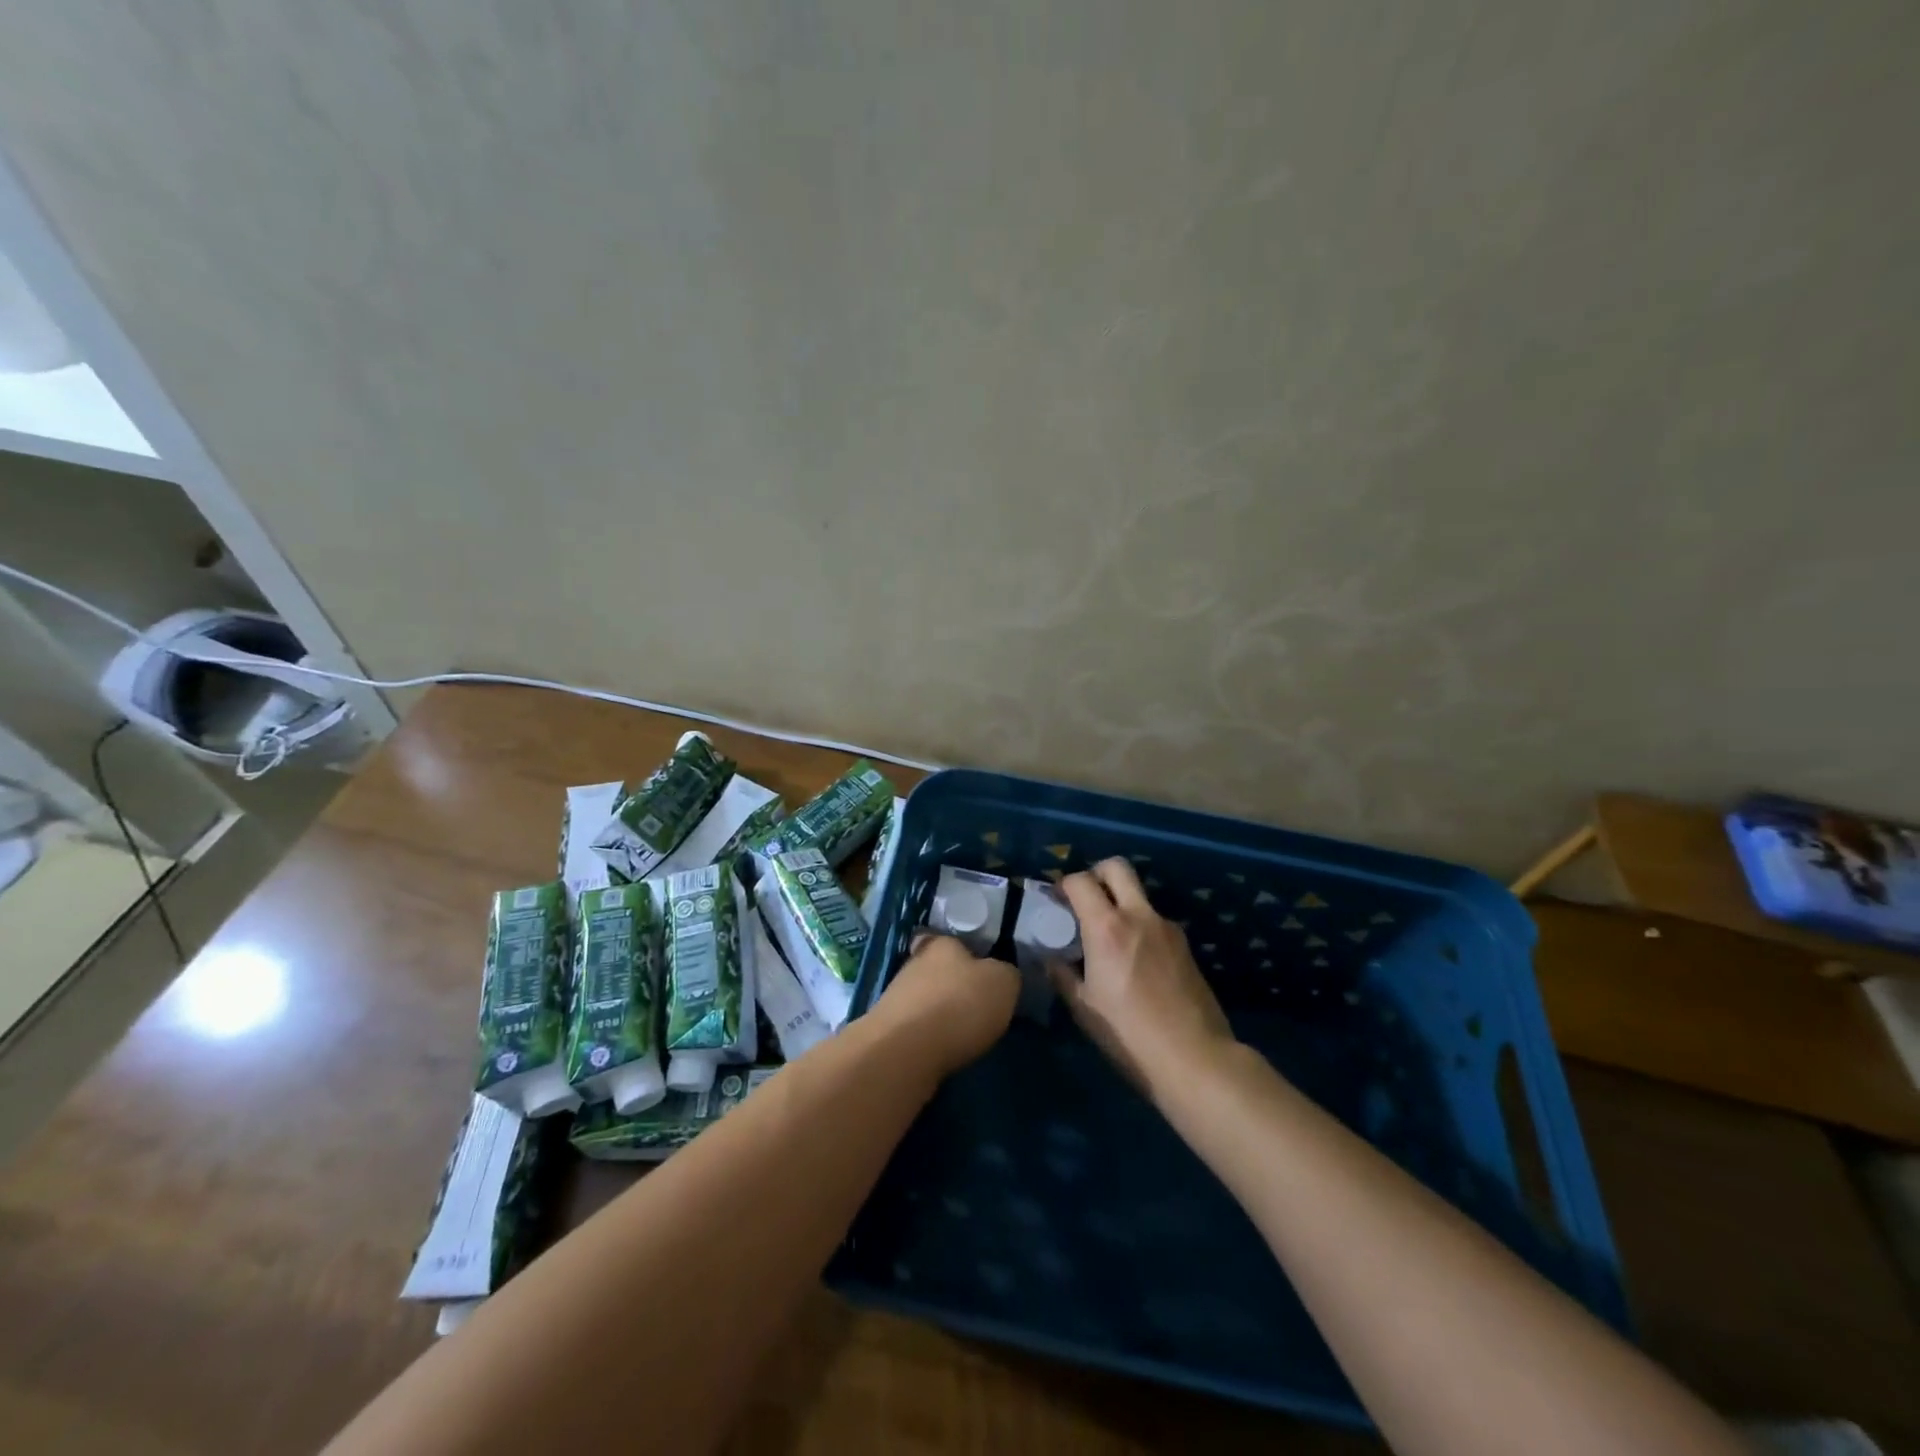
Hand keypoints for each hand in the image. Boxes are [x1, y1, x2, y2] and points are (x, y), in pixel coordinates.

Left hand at [872, 933, 1019, 1075]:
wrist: (905, 1050)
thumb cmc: (959, 1005)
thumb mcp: (1002, 983)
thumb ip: (1005, 974)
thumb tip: (1000, 976)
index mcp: (941, 944)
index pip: (947, 939)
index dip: (961, 953)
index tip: (976, 971)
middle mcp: (913, 963)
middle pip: (934, 969)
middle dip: (951, 985)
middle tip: (974, 1005)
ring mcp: (894, 997)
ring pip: (922, 998)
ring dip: (938, 1012)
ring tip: (960, 1033)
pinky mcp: (886, 1029)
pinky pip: (913, 1027)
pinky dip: (926, 1036)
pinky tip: (941, 1049)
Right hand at [1054, 858, 1236, 1100]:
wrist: (1194, 1057)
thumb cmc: (1129, 1034)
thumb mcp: (1084, 1007)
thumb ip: (1063, 974)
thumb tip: (1051, 957)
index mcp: (1107, 927)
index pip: (1080, 880)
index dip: (1063, 884)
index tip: (1055, 902)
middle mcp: (1139, 915)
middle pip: (1117, 867)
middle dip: (1096, 874)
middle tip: (1085, 900)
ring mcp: (1167, 928)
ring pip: (1138, 895)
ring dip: (1120, 903)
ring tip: (1109, 938)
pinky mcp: (1185, 944)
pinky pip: (1154, 921)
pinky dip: (1139, 926)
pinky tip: (1134, 961)